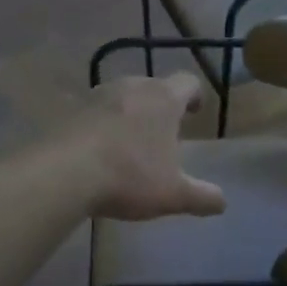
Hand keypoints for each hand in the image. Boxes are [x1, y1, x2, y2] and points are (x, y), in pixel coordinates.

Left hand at [71, 73, 226, 221]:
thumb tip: (222, 203)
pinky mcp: (69, 110)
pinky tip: (98, 149)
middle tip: (163, 130)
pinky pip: (93, 112)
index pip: (188, 82)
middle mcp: (132, 87)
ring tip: (130, 139)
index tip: (195, 112)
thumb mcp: (174, 195)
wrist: (64, 174)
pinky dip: (100, 124)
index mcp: (163, 99)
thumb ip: (203, 197)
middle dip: (160, 105)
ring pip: (121, 96)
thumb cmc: (129, 177)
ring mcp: (97, 95)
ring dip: (129, 112)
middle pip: (153, 86)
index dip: (195, 95)